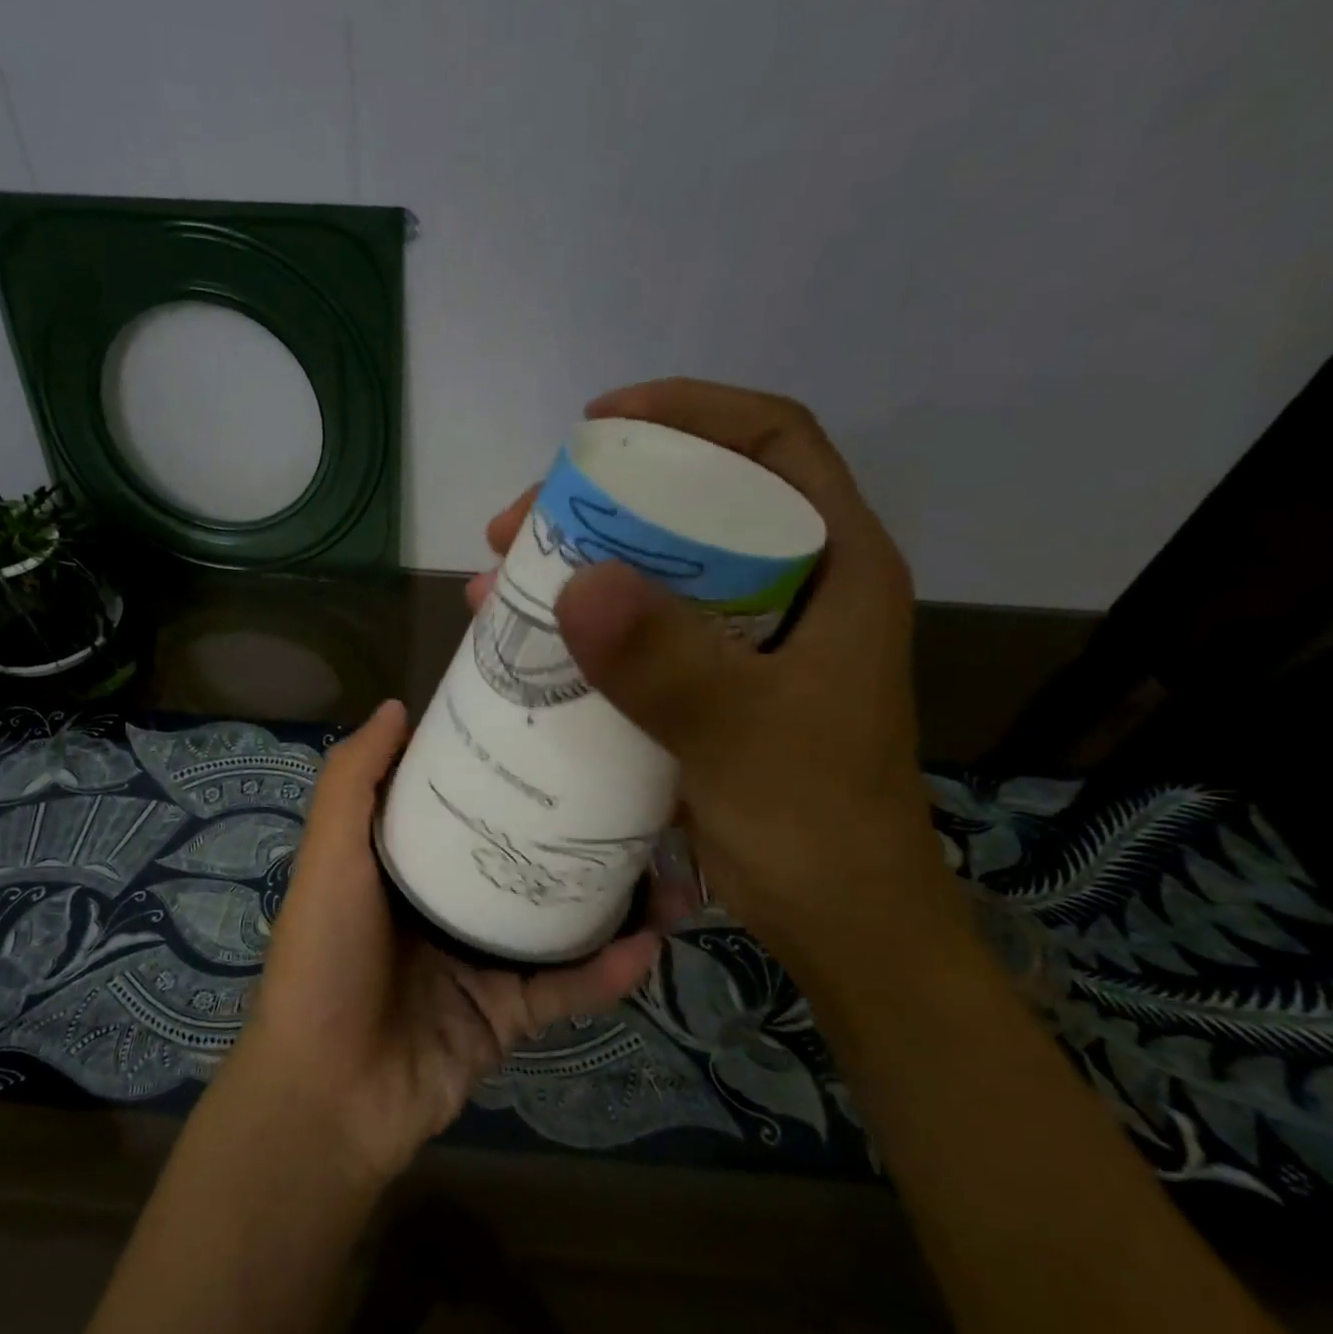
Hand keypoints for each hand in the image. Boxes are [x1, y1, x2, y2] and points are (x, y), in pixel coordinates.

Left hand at [231, 700, 663, 1182]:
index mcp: (406, 861)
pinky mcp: (508, 1015)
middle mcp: (446, 902)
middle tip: (639, 802)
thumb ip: (352, 783)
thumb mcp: (329, 857)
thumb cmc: (325, 959)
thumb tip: (397, 707)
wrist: (329, 1096)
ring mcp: (481, 960)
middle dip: (576, 832)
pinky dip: (607, 971)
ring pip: (557, 920)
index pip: (462, 800)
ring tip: (672, 873)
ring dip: (613, 901)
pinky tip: (651, 943)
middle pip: (522, 856)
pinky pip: (566, 987)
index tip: (557, 731)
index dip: (502, 767)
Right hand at [472, 379, 958, 986]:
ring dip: (573, 565)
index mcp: (834, 568)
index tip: (600, 424)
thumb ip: (670, 664)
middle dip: (598, 500)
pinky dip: (576, 628)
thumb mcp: (746, 737)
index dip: (690, 413)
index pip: (770, 445)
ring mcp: (741, 640)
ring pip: (651, 570)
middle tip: (515, 523)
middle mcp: (788, 589)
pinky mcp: (702, 685)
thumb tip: (577, 583)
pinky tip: (520, 638)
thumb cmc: (816, 824)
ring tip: (498, 580)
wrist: (833, 920)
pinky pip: (633, 632)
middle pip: (691, 505)